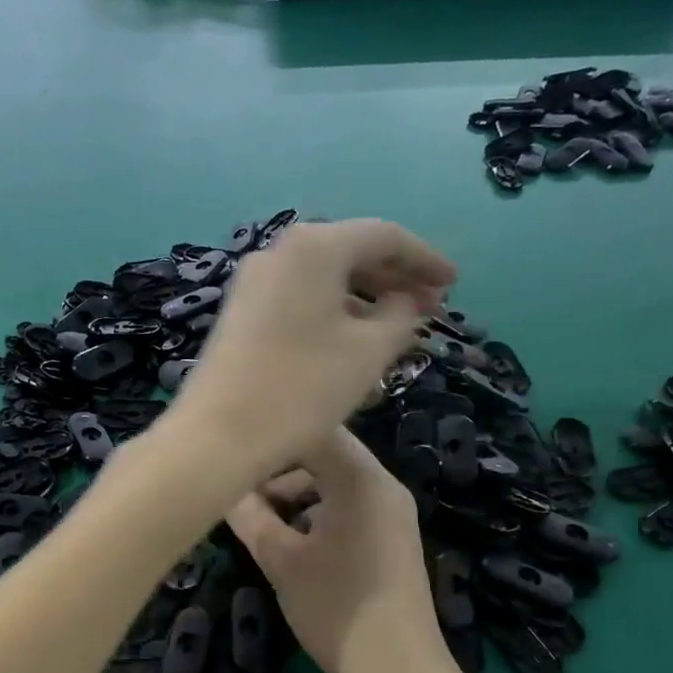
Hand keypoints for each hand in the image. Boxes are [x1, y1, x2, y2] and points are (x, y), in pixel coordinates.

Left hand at [173, 219, 454, 480]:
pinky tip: (351, 342)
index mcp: (314, 246)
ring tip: (396, 329)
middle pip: (350, 252)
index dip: (425, 259)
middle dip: (394, 278)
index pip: (385, 236)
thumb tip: (408, 299)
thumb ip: (402, 316)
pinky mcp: (240, 313)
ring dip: (364, 298)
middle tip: (430, 307)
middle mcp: (279, 251)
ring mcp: (253, 282)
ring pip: (323, 278)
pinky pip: (298, 299)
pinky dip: (332, 312)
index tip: (453, 285)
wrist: (218, 435)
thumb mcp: (369, 352)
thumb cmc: (302, 388)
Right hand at [227, 429, 447, 672]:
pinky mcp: (388, 537)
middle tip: (238, 493)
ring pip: (332, 482)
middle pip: (322, 454)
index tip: (230, 451)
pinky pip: (345, 506)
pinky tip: (288, 540)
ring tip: (258, 520)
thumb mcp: (281, 560)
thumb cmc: (335, 609)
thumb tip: (222, 487)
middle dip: (278, 469)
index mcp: (361, 480)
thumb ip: (249, 515)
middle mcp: (382, 485)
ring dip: (293, 493)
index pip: (312, 430)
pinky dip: (314, 512)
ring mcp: (389, 512)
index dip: (268, 436)